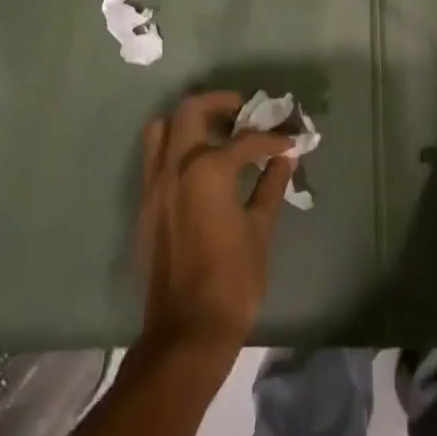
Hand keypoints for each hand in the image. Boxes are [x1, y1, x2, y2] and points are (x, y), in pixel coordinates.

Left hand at [136, 91, 295, 360]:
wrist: (186, 332)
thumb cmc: (232, 281)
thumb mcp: (260, 230)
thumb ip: (270, 187)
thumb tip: (284, 158)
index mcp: (207, 170)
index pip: (245, 140)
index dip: (273, 138)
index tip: (290, 139)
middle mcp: (175, 167)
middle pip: (190, 110)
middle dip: (219, 103)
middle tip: (243, 110)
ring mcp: (154, 185)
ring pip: (162, 129)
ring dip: (189, 121)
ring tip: (216, 132)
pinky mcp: (145, 205)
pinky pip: (154, 158)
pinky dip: (174, 147)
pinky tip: (200, 166)